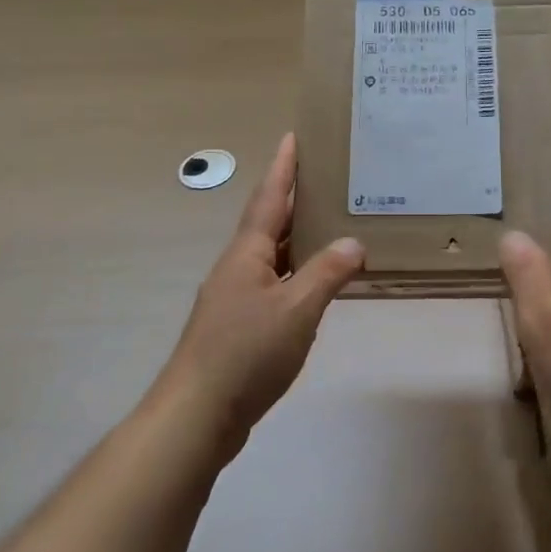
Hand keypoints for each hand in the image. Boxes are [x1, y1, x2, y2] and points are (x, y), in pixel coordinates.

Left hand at [158, 134, 364, 453]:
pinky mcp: (239, 327)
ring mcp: (235, 299)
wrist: (197, 414)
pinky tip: (314, 285)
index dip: (282, 168)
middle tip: (324, 177)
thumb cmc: (245, 352)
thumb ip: (326, 273)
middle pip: (268, 223)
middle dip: (292, 199)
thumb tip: (353, 242)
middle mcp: (238, 268)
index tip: (291, 137)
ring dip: (296, 238)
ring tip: (327, 223)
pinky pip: (274, 285)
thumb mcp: (296, 310)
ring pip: (271, 256)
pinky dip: (295, 274)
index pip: (268, 199)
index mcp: (246, 254)